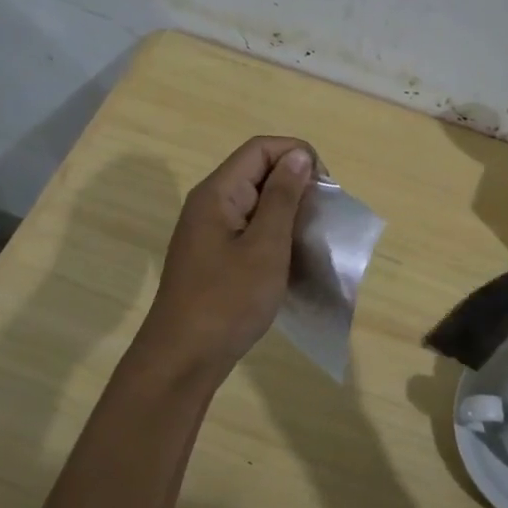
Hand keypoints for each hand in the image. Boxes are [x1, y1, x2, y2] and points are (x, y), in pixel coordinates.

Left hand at [135, 136, 313, 382]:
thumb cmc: (227, 301)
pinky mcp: (213, 256)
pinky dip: (273, 235)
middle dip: (295, 184)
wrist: (183, 359)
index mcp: (217, 193)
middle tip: (322, 217)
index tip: (324, 188)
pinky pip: (248, 229)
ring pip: (255, 202)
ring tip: (311, 238)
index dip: (297, 156)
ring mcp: (209, 231)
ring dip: (287, 212)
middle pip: (257, 171)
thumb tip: (298, 155)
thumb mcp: (265, 247)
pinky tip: (290, 258)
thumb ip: (283, 198)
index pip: (261, 148)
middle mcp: (209, 204)